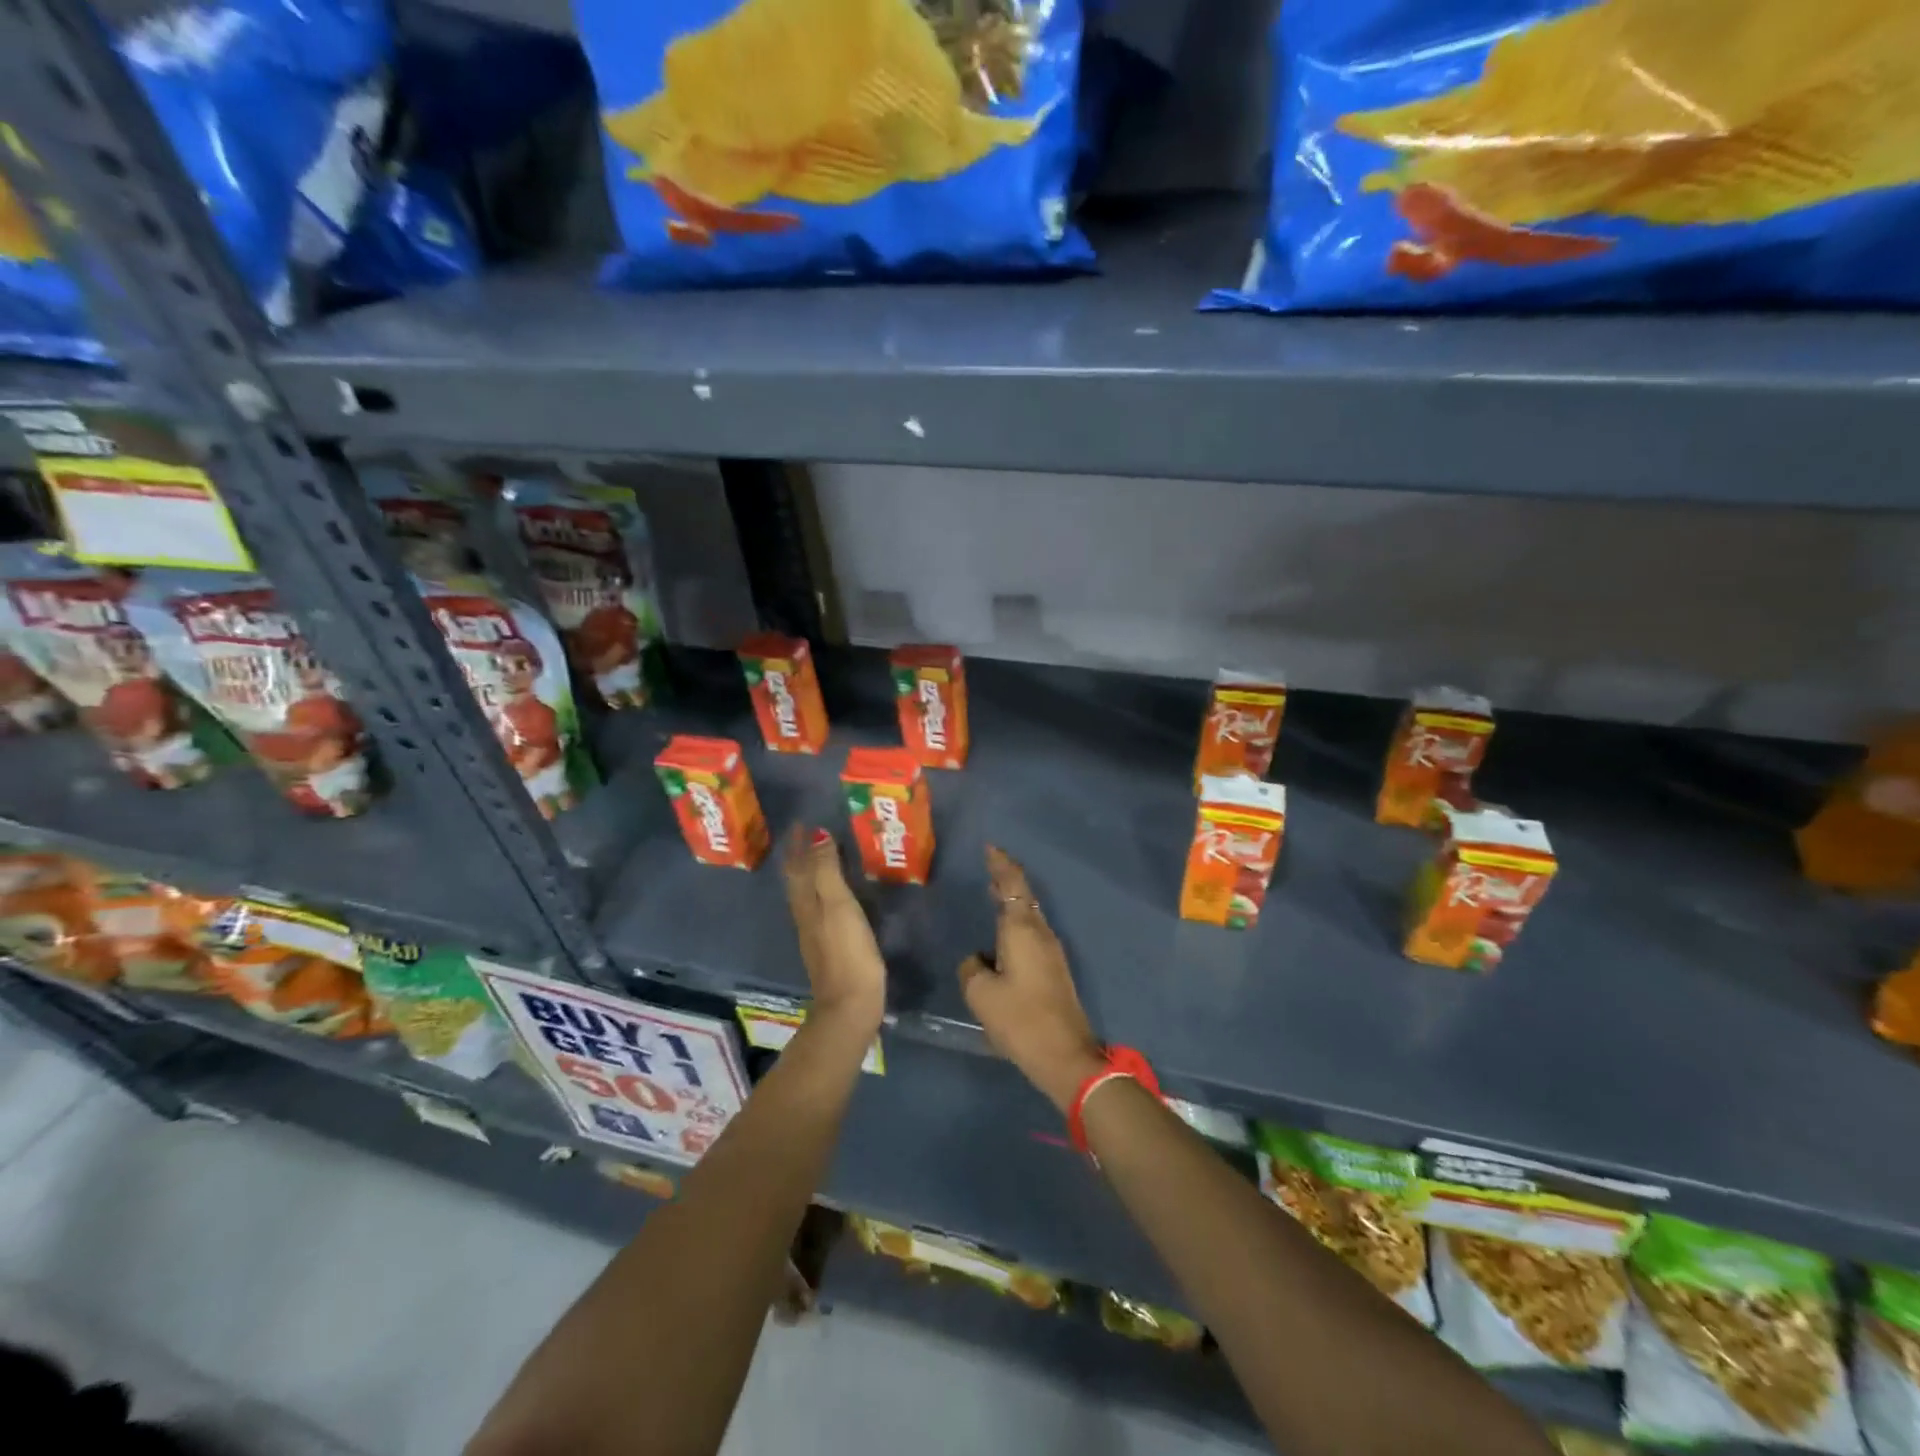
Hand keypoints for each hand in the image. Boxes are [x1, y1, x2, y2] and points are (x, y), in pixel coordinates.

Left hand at [784, 827, 885, 1034]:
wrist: (850, 1004)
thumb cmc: (847, 951)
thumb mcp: (838, 905)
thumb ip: (827, 870)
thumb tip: (817, 835)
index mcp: (806, 901)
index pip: (796, 865)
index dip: (797, 844)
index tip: (801, 822)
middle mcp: (805, 914)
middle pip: (797, 878)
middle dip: (800, 855)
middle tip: (809, 833)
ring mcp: (815, 932)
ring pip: (806, 893)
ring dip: (810, 871)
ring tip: (821, 855)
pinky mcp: (829, 946)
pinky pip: (819, 906)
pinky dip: (822, 889)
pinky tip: (832, 894)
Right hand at [958, 846, 1104, 1113]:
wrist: (1065, 1055)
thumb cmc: (1020, 1019)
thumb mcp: (981, 993)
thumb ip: (971, 968)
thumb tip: (977, 960)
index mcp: (1022, 930)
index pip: (1012, 884)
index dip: (1001, 864)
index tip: (990, 847)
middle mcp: (1040, 933)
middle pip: (1023, 896)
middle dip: (1006, 879)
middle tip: (989, 866)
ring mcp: (1051, 952)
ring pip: (1029, 915)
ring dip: (1012, 902)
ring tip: (992, 894)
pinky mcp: (1053, 970)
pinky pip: (1031, 933)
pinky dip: (1015, 923)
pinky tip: (1002, 935)